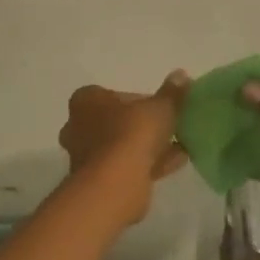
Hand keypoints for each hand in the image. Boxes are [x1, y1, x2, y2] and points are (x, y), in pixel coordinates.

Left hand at [56, 73, 189, 223]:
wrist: (115, 185)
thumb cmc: (131, 134)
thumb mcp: (160, 107)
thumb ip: (172, 92)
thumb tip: (181, 75)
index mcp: (86, 101)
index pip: (115, 95)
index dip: (141, 101)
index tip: (160, 108)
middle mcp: (79, 127)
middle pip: (118, 122)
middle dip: (143, 126)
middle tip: (169, 127)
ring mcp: (86, 157)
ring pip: (123, 147)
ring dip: (148, 147)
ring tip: (180, 146)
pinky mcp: (98, 182)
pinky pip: (127, 167)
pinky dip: (149, 164)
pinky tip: (176, 162)